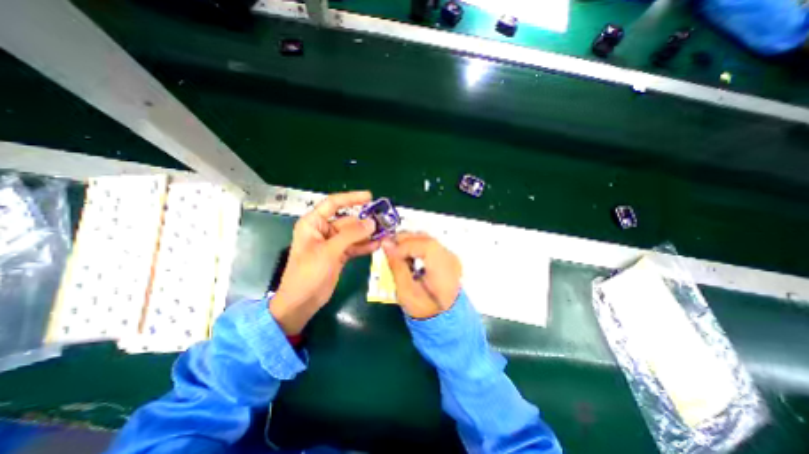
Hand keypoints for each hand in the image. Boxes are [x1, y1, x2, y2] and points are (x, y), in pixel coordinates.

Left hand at [271, 189, 378, 334]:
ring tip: (385, 233)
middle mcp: (323, 230)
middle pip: (348, 221)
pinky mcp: (339, 255)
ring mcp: (333, 243)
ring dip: (368, 235)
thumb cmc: (308, 273)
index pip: (333, 204)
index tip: (369, 197)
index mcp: (313, 223)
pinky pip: (355, 246)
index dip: (351, 198)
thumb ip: (351, 235)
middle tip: (384, 223)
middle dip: (365, 222)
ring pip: (353, 234)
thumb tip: (372, 222)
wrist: (301, 302)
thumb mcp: (329, 251)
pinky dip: (365, 246)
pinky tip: (378, 245)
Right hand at [381, 234, 459, 318]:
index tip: (389, 252)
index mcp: (443, 267)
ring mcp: (450, 256)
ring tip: (396, 253)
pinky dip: (416, 246)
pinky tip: (408, 256)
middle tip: (388, 248)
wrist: (445, 319)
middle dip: (404, 240)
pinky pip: (429, 245)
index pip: (424, 245)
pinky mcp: (447, 257)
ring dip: (409, 242)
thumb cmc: (424, 309)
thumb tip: (386, 244)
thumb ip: (397, 265)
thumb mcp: (406, 291)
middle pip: (425, 237)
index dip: (404, 245)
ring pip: (426, 239)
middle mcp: (449, 257)